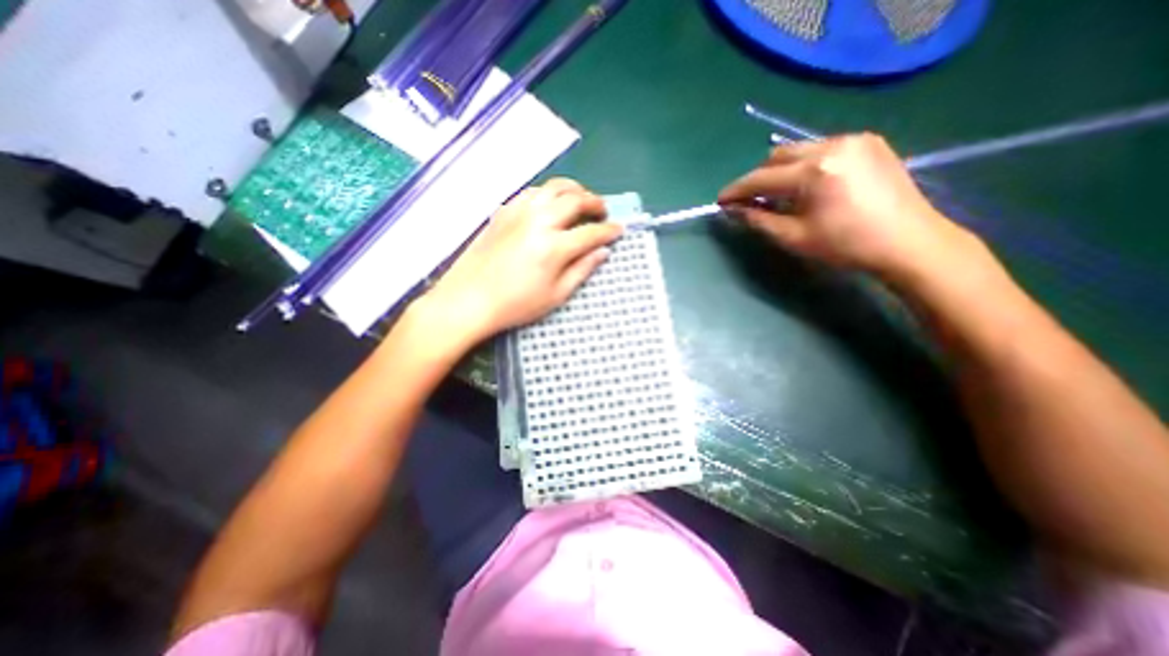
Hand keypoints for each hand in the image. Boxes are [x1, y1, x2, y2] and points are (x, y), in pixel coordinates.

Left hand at [419, 177, 621, 344]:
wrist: (469, 299)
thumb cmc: (516, 305)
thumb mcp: (556, 295)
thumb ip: (582, 270)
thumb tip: (602, 252)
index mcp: (554, 246)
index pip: (591, 232)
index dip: (609, 231)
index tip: (619, 230)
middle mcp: (539, 221)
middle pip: (575, 200)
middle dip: (595, 203)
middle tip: (602, 212)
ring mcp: (518, 212)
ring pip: (553, 187)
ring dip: (573, 189)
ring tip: (581, 199)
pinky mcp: (503, 211)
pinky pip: (532, 192)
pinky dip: (548, 193)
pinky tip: (551, 204)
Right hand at [723, 130, 978, 280]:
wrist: (909, 242)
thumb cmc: (846, 245)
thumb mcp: (794, 237)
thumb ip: (759, 220)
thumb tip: (734, 210)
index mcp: (814, 171)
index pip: (761, 178)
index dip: (737, 190)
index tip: (721, 201)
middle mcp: (832, 145)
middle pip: (777, 156)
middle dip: (759, 178)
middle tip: (752, 200)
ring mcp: (854, 139)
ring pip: (799, 149)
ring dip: (781, 170)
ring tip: (780, 194)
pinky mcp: (869, 142)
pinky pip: (822, 148)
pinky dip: (805, 164)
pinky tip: (809, 185)